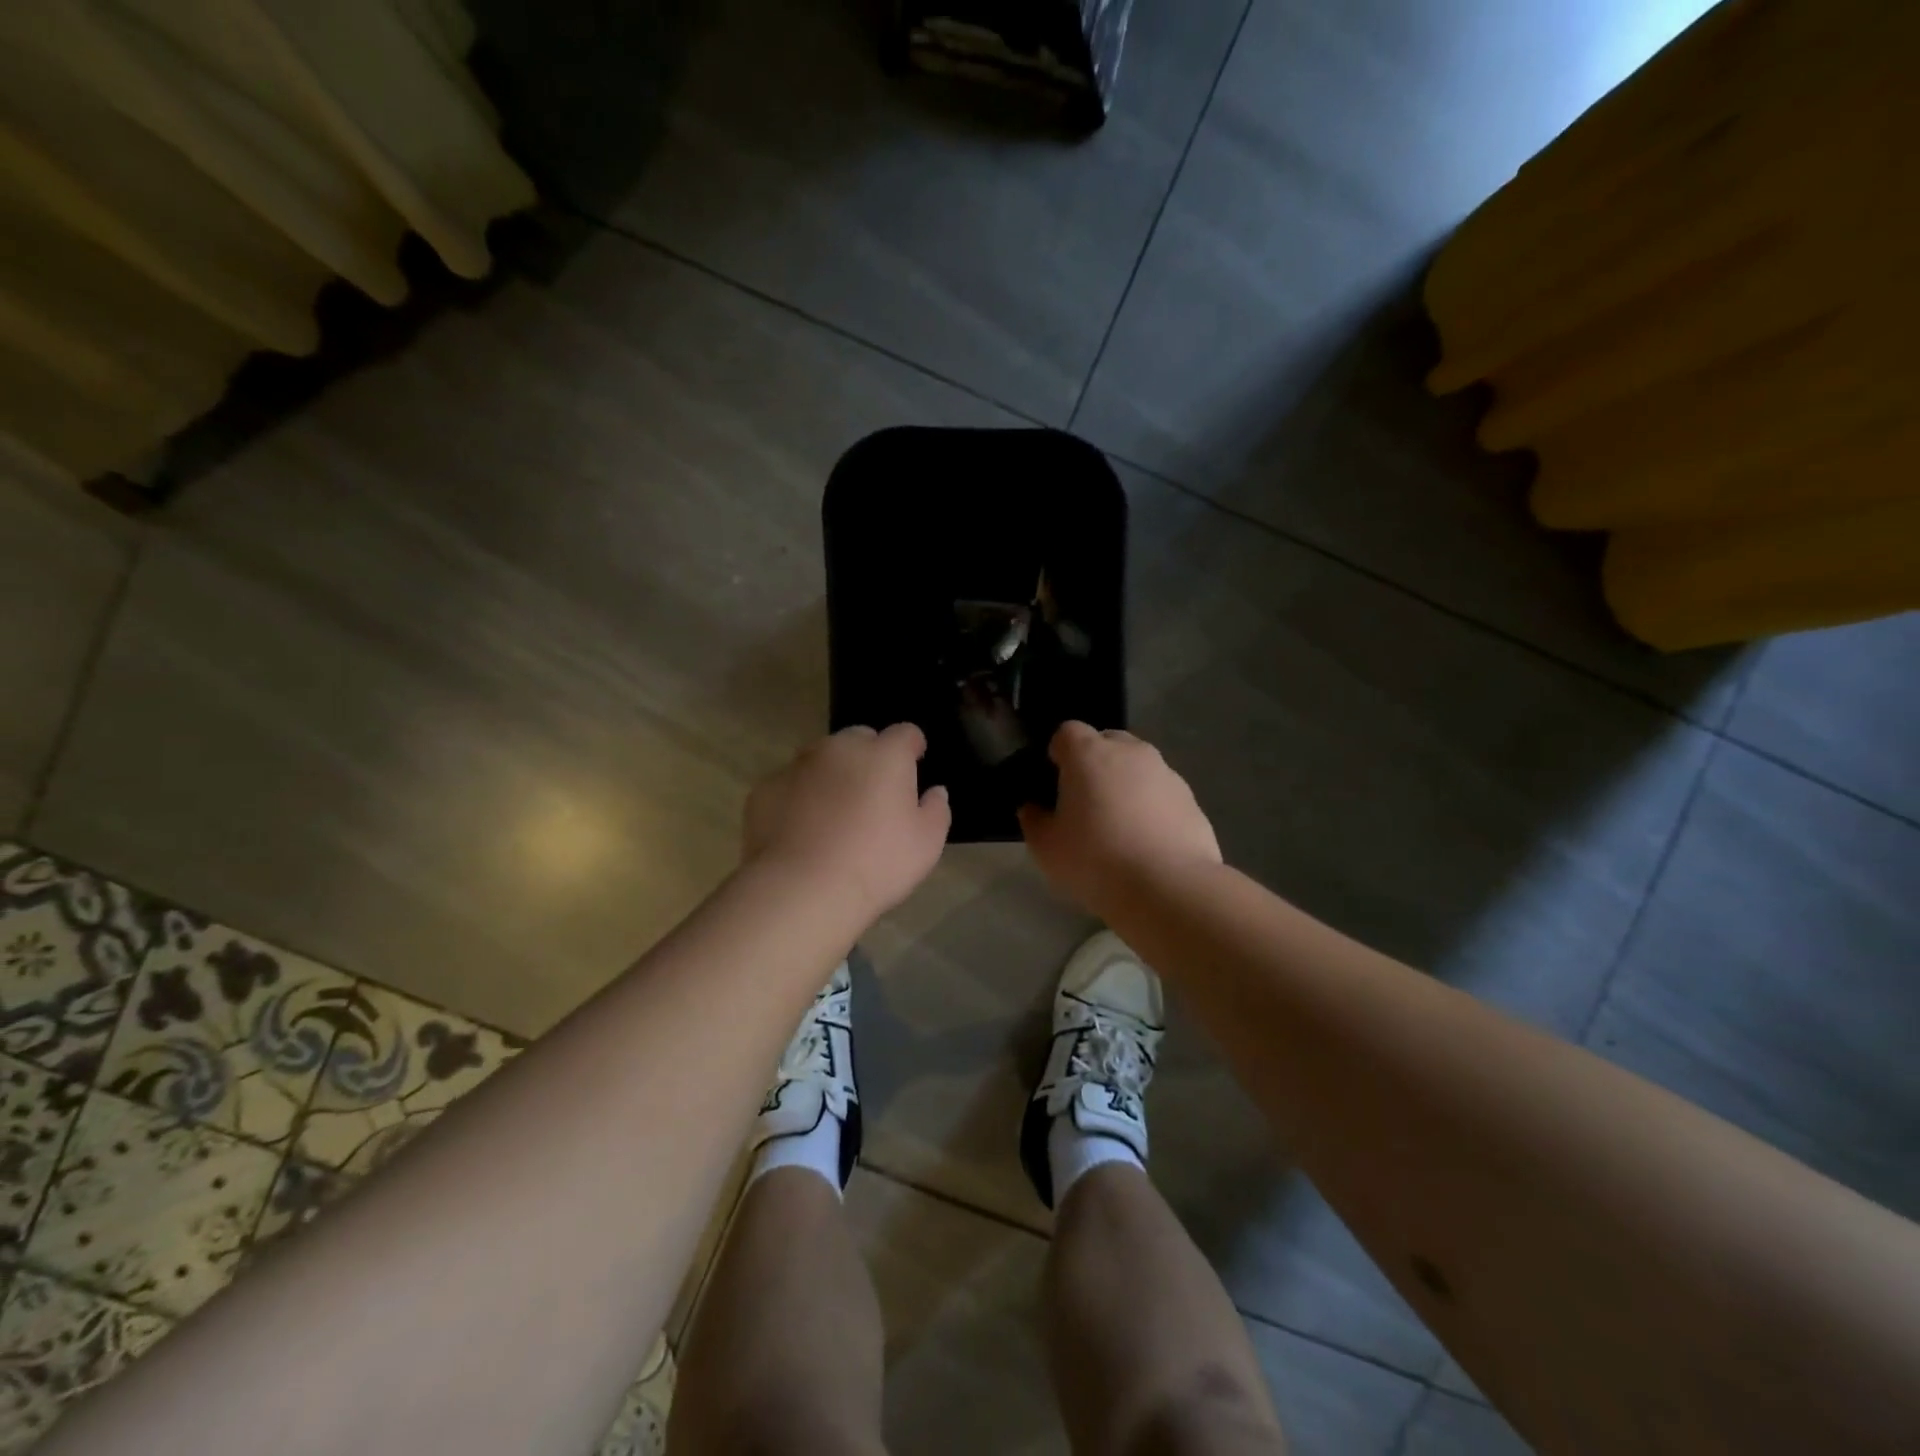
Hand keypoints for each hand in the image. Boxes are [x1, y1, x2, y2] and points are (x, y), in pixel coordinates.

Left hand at [744, 724, 950, 919]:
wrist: (802, 889)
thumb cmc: (877, 863)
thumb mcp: (926, 844)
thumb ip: (936, 809)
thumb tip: (934, 791)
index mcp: (884, 755)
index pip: (905, 733)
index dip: (912, 747)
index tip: (914, 764)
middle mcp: (839, 748)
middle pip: (859, 739)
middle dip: (869, 757)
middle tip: (872, 795)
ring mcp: (797, 766)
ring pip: (820, 759)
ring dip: (831, 775)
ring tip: (833, 815)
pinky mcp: (765, 789)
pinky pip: (789, 786)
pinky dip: (798, 799)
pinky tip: (801, 831)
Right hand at [1019, 722, 1220, 913]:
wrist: (1168, 888)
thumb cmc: (1095, 860)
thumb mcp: (1046, 847)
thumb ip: (1034, 820)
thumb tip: (1033, 808)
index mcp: (1089, 754)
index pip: (1068, 731)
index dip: (1059, 752)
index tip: (1055, 780)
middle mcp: (1131, 752)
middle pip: (1107, 742)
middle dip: (1095, 763)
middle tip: (1086, 802)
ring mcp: (1166, 774)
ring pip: (1138, 767)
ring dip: (1126, 785)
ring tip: (1120, 827)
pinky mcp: (1191, 800)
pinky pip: (1162, 794)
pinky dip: (1152, 808)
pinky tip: (1147, 844)